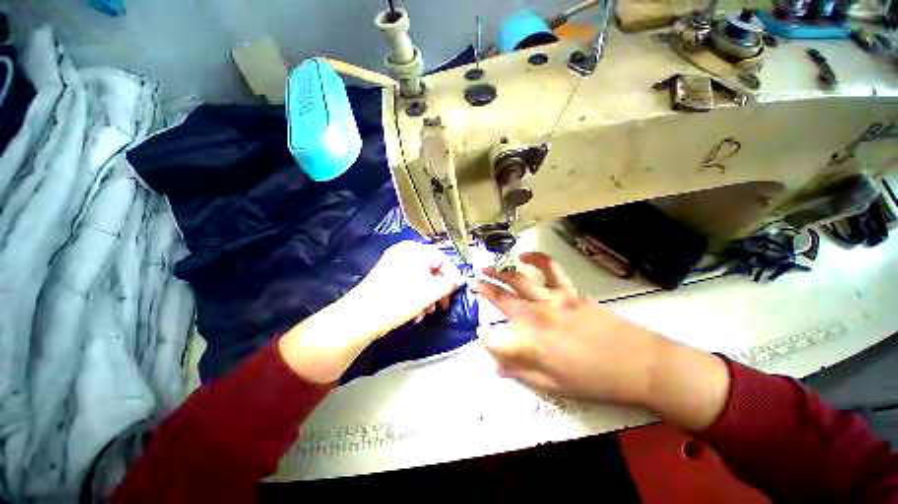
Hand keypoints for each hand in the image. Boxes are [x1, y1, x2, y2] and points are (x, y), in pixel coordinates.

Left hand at [279, 241, 462, 383]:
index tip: (455, 293)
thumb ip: (450, 284)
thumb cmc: (401, 299)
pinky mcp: (384, 275)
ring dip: (427, 296)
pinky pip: (407, 282)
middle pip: (431, 269)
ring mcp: (392, 262)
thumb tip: (461, 279)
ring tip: (426, 313)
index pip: (443, 258)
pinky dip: (414, 295)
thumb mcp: (431, 291)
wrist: (361, 316)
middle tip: (443, 306)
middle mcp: (404, 251)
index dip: (452, 276)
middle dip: (439, 289)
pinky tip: (414, 312)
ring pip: (419, 278)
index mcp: (416, 250)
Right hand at [474, 252, 729, 429]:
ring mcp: (552, 299)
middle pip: (501, 300)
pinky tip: (524, 256)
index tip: (486, 339)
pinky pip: (550, 269)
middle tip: (473, 283)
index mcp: (529, 344)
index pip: (494, 338)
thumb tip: (496, 367)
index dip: (486, 339)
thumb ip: (520, 372)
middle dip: (483, 291)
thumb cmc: (593, 380)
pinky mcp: (569, 291)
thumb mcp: (553, 385)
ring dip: (498, 273)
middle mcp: (535, 317)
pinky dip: (536, 259)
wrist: (638, 364)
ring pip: (518, 281)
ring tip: (485, 267)